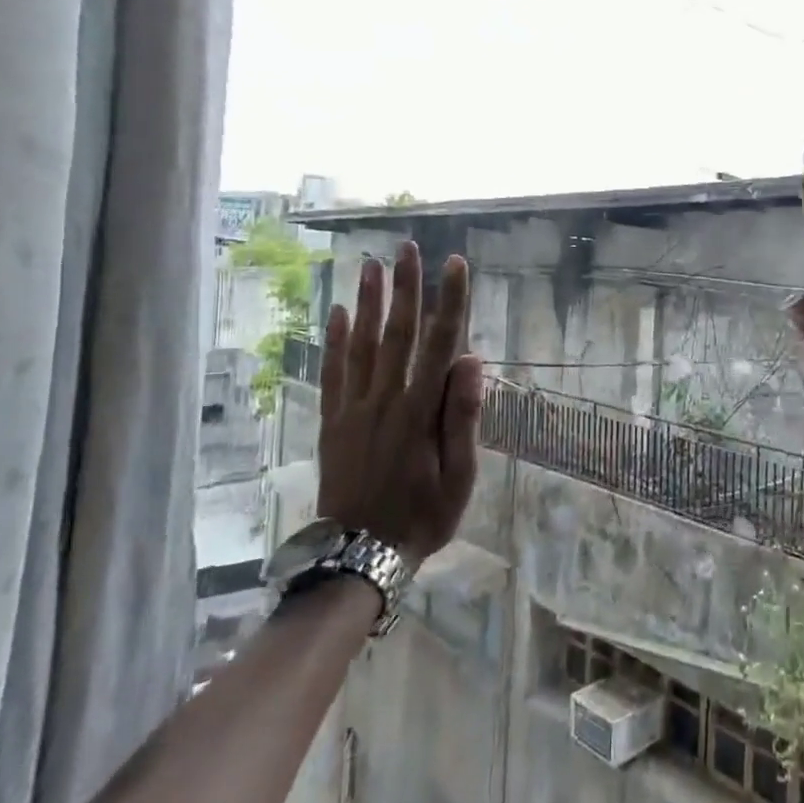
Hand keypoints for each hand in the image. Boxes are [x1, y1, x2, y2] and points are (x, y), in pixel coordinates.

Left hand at [316, 241, 483, 568]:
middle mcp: (385, 399)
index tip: (456, 265)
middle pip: (397, 333)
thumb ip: (463, 416)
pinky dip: (334, 341)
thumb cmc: (422, 516)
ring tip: (370, 265)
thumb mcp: (459, 476)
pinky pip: (332, 372)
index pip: (441, 344)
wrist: (359, 554)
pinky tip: (336, 314)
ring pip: (361, 344)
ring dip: (367, 302)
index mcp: (421, 411)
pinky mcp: (332, 422)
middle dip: (405, 287)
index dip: (451, 301)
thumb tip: (471, 360)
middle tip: (407, 248)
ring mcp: (354, 409)